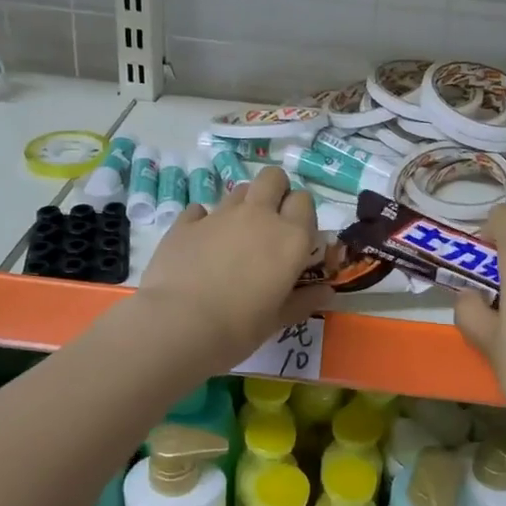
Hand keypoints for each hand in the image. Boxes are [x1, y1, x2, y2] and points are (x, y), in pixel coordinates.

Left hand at [137, 166, 330, 373]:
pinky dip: (204, 221)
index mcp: (290, 238)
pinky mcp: (186, 222)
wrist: (179, 325)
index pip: (304, 201)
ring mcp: (220, 215)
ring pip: (239, 190)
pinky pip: (200, 210)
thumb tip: (326, 292)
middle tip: (270, 220)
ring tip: (235, 236)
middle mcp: (258, 216)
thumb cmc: (239, 328)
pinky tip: (201, 244)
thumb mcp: (278, 320)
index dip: (301, 213)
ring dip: (243, 205)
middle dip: (275, 190)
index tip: (296, 235)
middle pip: (273, 177)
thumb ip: (304, 300)